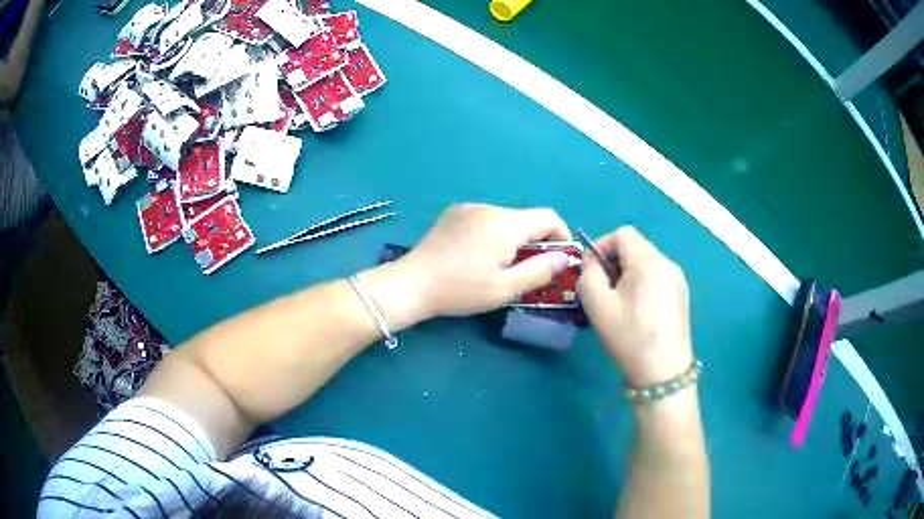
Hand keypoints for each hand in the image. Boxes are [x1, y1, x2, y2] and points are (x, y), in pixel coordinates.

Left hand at [400, 203, 572, 316]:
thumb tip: (563, 257)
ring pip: (506, 218)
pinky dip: (494, 233)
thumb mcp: (505, 288)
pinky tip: (478, 255)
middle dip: (536, 241)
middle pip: (527, 218)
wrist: (412, 283)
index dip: (561, 236)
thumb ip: (539, 271)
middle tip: (528, 269)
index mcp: (505, 224)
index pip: (549, 217)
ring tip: (500, 265)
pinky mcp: (454, 213)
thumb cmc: (461, 290)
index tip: (559, 259)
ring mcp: (469, 207)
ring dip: (514, 238)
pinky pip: (486, 218)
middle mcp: (489, 207)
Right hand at [578, 227, 692, 386]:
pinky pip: (658, 275)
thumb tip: (593, 261)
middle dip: (616, 260)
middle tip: (604, 288)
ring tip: (620, 301)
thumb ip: (589, 273)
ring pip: (647, 261)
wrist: (663, 372)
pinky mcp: (682, 294)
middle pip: (636, 245)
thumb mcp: (597, 305)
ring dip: (629, 272)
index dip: (603, 245)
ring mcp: (678, 279)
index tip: (592, 270)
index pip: (623, 233)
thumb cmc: (629, 336)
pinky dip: (643, 282)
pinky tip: (639, 310)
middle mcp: (667, 263)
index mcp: (648, 262)